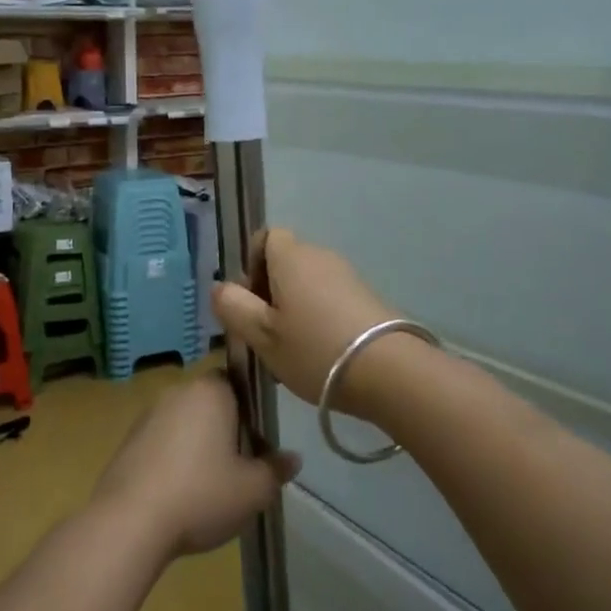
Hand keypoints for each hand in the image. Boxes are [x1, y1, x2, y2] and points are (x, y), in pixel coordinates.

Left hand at [91, 375, 299, 561]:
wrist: (130, 522)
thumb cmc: (201, 495)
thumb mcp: (253, 490)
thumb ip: (275, 470)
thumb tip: (292, 458)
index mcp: (209, 391)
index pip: (236, 382)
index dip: (250, 410)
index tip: (257, 442)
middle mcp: (176, 392)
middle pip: (210, 403)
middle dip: (225, 429)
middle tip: (239, 468)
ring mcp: (147, 415)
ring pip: (184, 423)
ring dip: (197, 445)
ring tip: (208, 487)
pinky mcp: (127, 441)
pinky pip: (161, 442)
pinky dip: (172, 459)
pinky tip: (178, 494)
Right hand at [212, 229, 401, 413]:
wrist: (391, 372)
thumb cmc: (314, 349)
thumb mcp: (262, 334)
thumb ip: (233, 307)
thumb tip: (220, 287)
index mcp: (291, 256)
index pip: (265, 237)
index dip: (251, 264)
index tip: (249, 301)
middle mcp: (320, 256)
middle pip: (285, 264)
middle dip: (269, 294)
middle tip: (264, 334)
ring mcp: (348, 277)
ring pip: (307, 285)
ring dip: (293, 311)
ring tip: (291, 352)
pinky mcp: (367, 300)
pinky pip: (329, 300)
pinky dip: (318, 320)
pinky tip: (319, 356)